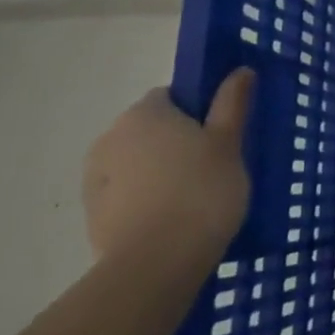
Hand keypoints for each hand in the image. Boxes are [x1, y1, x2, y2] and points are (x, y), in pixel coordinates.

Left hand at [81, 70, 253, 265]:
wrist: (155, 265)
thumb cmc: (201, 191)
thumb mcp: (229, 142)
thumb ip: (232, 103)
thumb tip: (240, 70)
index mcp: (144, 113)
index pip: (171, 96)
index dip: (198, 111)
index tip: (220, 133)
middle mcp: (111, 137)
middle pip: (151, 129)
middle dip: (177, 142)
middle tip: (214, 165)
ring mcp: (96, 179)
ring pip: (138, 164)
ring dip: (160, 172)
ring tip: (196, 198)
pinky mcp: (94, 216)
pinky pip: (128, 195)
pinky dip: (148, 200)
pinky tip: (174, 220)